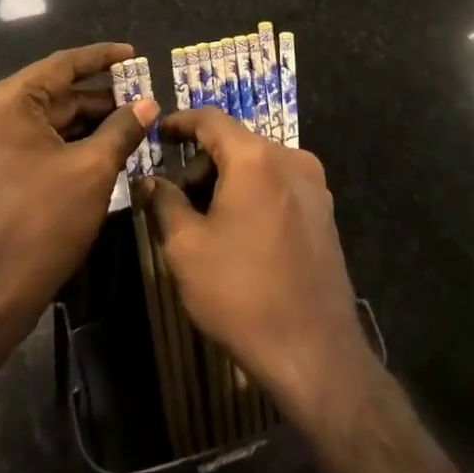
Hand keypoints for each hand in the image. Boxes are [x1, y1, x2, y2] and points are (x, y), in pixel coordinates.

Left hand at [0, 42, 154, 365]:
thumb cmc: (42, 224)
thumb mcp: (93, 170)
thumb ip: (122, 128)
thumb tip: (148, 103)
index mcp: (5, 102)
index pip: (62, 65)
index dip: (102, 58)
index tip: (134, 54)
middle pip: (52, 93)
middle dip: (98, 97)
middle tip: (141, 97)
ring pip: (43, 120)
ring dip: (84, 122)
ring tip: (129, 122)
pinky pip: (30, 141)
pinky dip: (64, 142)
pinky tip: (100, 147)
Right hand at [136, 108, 373, 424]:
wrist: (315, 353)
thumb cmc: (241, 294)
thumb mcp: (187, 248)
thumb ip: (164, 203)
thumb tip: (149, 181)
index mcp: (255, 157)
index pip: (211, 119)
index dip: (180, 122)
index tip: (157, 132)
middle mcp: (291, 158)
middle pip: (236, 143)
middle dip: (201, 163)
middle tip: (175, 197)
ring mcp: (314, 186)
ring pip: (258, 165)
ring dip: (227, 180)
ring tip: (204, 220)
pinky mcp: (324, 213)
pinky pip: (279, 186)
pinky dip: (253, 194)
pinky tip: (238, 232)